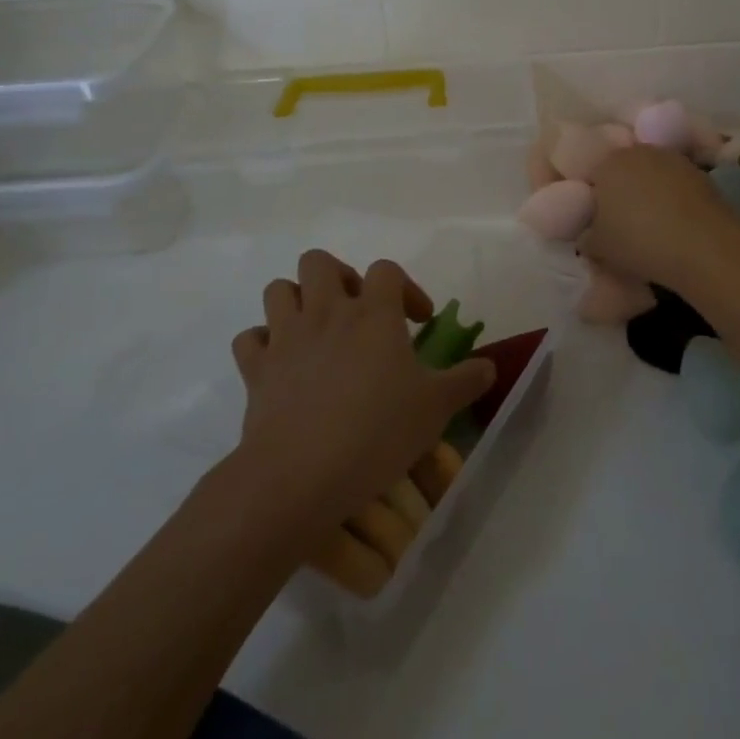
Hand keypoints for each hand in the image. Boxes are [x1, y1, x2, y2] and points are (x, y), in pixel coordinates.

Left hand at [230, 251, 493, 533]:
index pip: (386, 270)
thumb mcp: (435, 409)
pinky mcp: (256, 369)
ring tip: (316, 330)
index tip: (417, 321)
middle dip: (338, 277)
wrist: (299, 476)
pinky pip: (249, 339)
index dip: (405, 287)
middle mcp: (327, 312)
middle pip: (320, 262)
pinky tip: (280, 364)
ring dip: (296, 301)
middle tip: (357, 311)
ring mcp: (286, 337)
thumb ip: (466, 382)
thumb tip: (490, 367)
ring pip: (278, 289)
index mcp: (373, 314)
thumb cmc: (376, 433)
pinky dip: (262, 344)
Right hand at [583, 144, 739, 289]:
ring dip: (651, 193)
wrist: (702, 246)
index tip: (599, 222)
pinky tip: (677, 224)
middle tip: (624, 222)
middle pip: (625, 170)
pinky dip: (674, 200)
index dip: (595, 199)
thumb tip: (589, 234)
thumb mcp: (598, 248)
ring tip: (653, 224)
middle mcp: (639, 152)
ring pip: (653, 175)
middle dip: (622, 191)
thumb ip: (587, 236)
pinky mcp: (700, 173)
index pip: (593, 175)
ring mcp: (673, 159)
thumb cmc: (639, 242)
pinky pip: (677, 186)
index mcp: (608, 163)